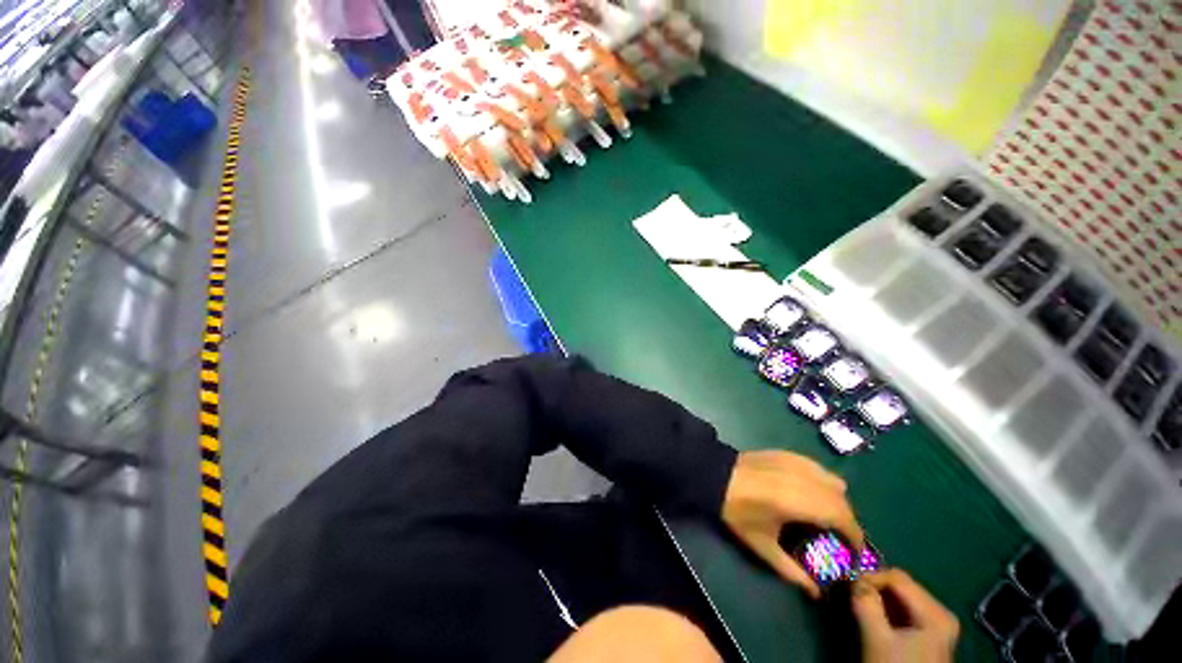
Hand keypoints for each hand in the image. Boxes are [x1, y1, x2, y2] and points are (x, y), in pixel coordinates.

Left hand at [721, 450, 862, 597]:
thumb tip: (816, 592)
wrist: (715, 475)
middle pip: (843, 501)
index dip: (856, 537)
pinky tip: (810, 493)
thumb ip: (792, 572)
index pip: (844, 519)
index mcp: (800, 502)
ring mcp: (796, 462)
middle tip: (837, 538)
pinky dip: (823, 482)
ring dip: (837, 501)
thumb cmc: (737, 511)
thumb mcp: (763, 545)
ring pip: (834, 481)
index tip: (853, 553)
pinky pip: (818, 468)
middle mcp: (805, 479)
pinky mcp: (787, 453)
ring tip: (824, 515)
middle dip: (847, 522)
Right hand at [852, 569, 958, 662]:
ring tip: (857, 600)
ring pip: (900, 597)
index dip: (869, 576)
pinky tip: (871, 613)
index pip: (897, 578)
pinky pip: (904, 609)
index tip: (846, 582)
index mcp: (937, 613)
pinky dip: (885, 608)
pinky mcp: (929, 633)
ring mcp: (937, 624)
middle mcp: (941, 613)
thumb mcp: (877, 639)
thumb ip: (865, 605)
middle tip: (850, 590)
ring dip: (877, 596)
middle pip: (901, 586)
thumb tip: (852, 579)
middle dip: (873, 586)